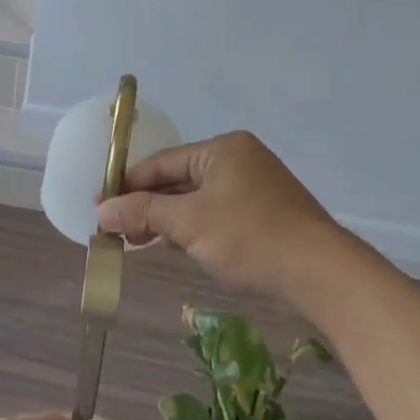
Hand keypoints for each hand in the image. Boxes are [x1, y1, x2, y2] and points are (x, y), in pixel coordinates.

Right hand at [96, 131, 349, 303]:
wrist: (319, 271)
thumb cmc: (249, 236)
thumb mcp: (188, 223)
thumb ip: (143, 212)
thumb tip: (102, 211)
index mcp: (222, 148)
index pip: (161, 162)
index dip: (127, 185)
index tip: (100, 206)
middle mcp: (240, 159)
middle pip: (179, 179)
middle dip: (148, 205)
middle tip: (117, 230)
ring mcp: (257, 185)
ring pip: (198, 198)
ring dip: (169, 219)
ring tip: (142, 241)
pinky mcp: (267, 212)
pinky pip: (218, 213)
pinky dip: (196, 227)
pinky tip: (181, 246)